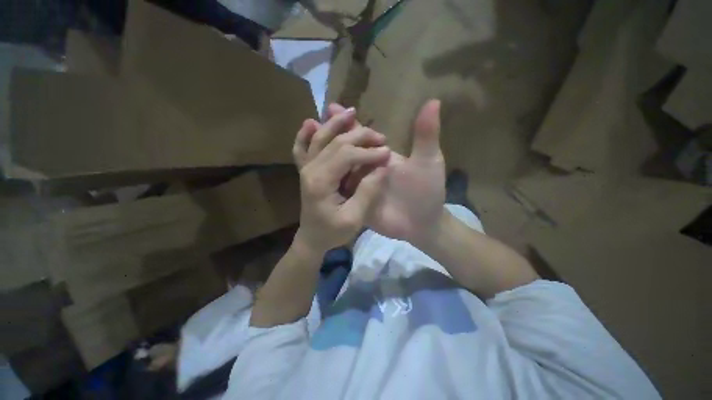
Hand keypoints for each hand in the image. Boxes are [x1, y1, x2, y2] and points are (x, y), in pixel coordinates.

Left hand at [293, 109, 390, 254]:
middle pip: (336, 142)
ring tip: (351, 112)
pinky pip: (301, 148)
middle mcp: (310, 169)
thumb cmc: (332, 232)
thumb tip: (382, 167)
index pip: (347, 156)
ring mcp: (305, 168)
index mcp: (321, 182)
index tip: (387, 153)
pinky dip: (305, 134)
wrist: (311, 238)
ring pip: (319, 138)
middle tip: (380, 137)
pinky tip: (311, 123)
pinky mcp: (305, 170)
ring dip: (336, 124)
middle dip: (360, 136)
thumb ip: (367, 192)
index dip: (369, 152)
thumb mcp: (354, 219)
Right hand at [298, 100, 445, 245]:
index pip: (361, 136)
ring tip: (307, 145)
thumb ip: (426, 135)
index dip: (347, 122)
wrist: (420, 224)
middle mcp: (366, 169)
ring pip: (339, 169)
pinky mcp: (355, 202)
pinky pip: (339, 191)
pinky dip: (328, 182)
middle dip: (330, 136)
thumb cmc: (427, 192)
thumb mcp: (428, 161)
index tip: (330, 106)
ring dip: (324, 157)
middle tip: (311, 123)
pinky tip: (313, 175)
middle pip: (345, 150)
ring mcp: (359, 186)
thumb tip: (434, 100)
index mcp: (381, 156)